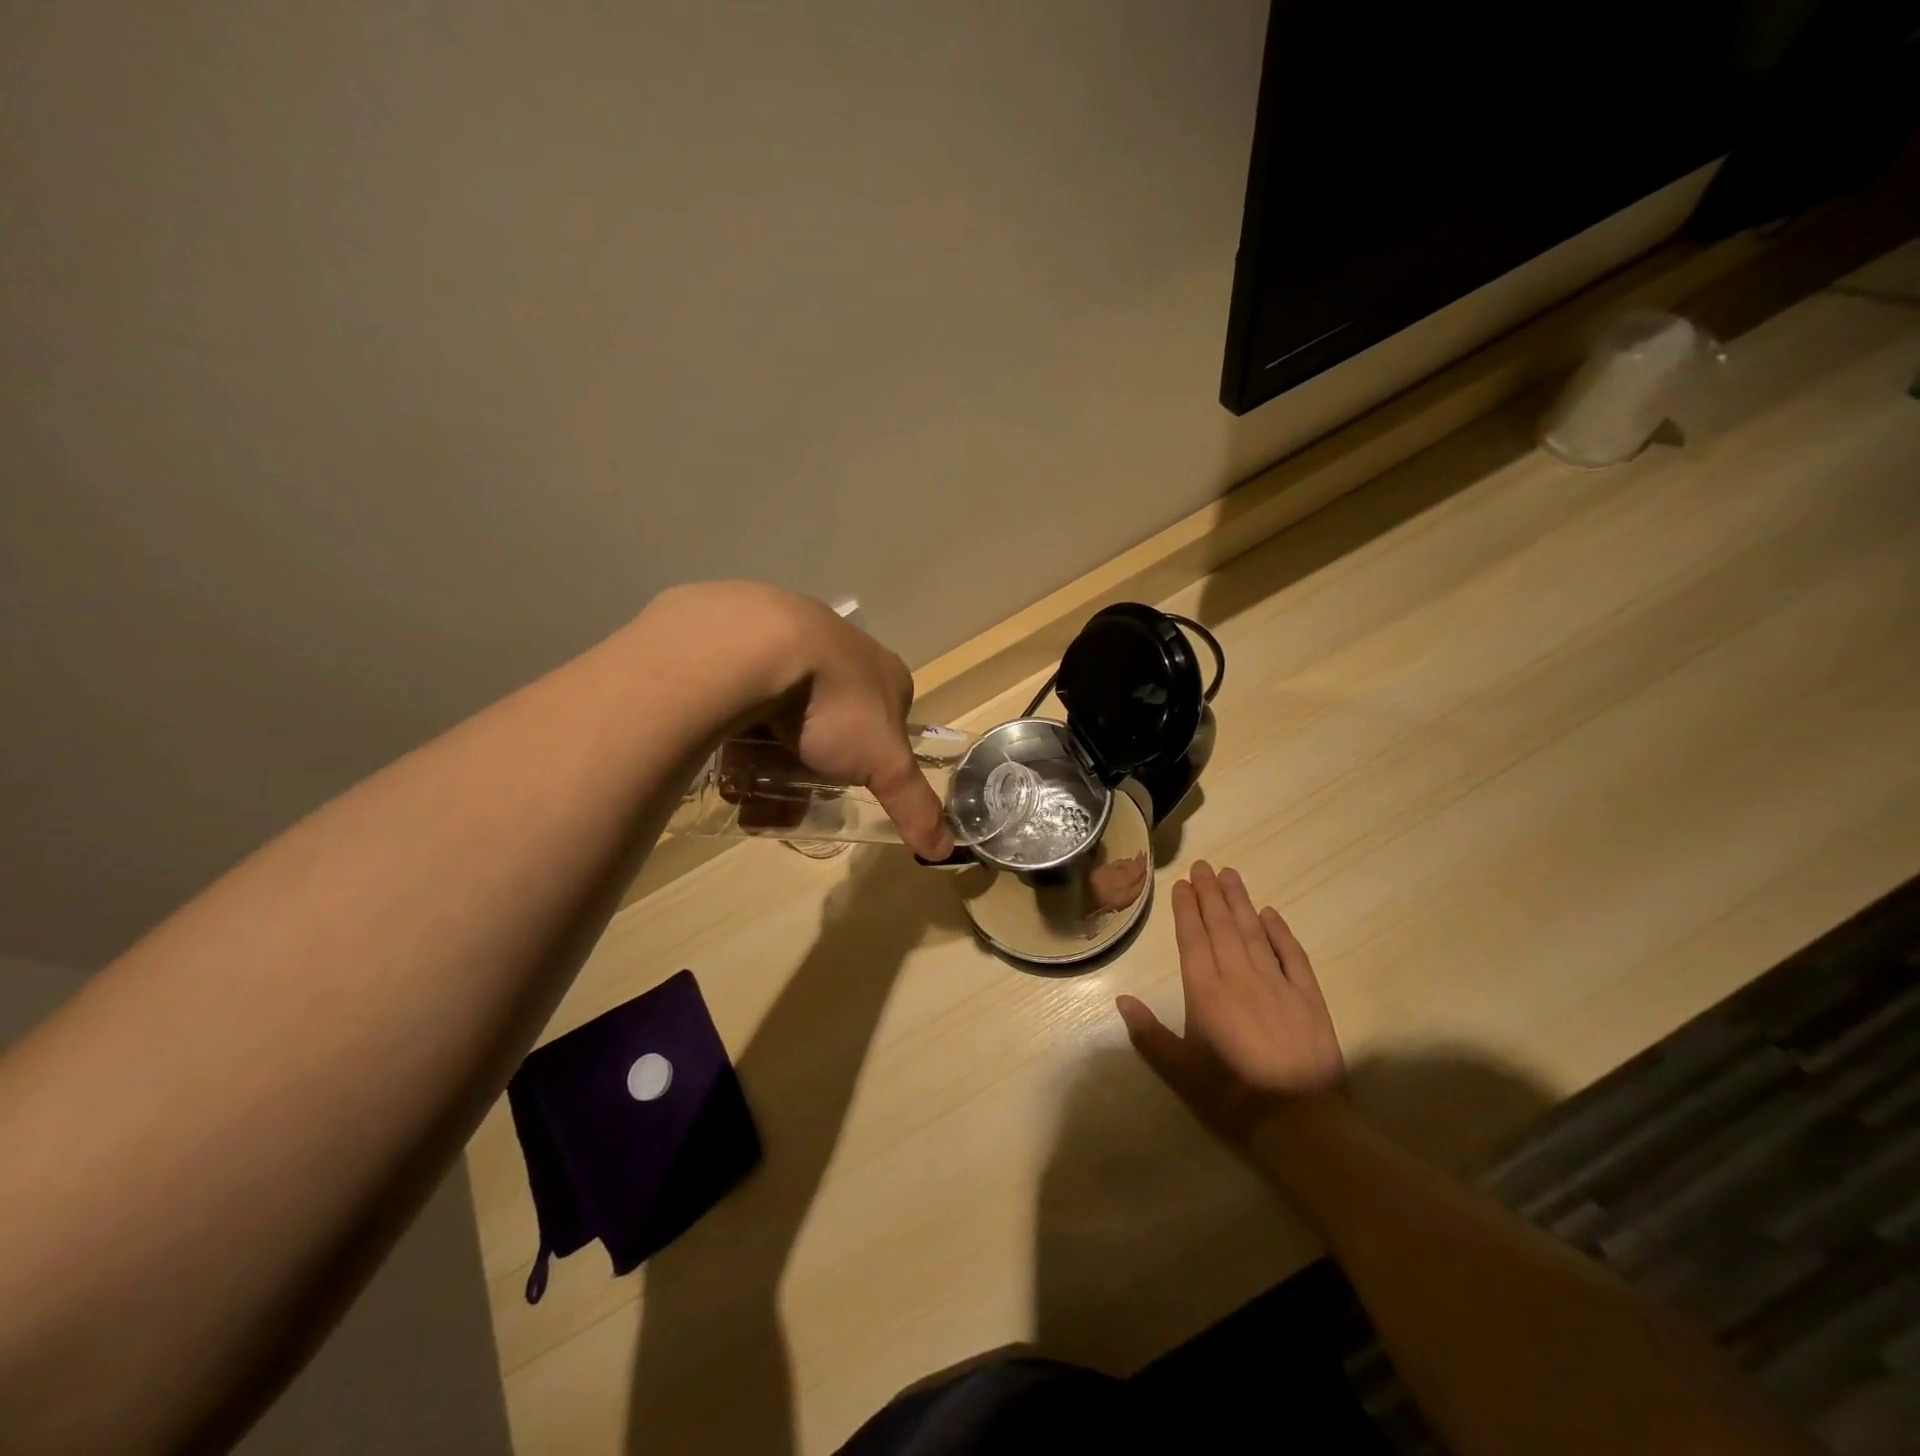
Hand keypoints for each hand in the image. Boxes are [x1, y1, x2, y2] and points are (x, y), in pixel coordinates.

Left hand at [645, 583, 953, 859]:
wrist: (757, 647)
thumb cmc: (835, 705)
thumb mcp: (885, 764)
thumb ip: (915, 805)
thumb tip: (944, 850)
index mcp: (884, 673)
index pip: (888, 720)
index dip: (871, 756)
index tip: (846, 784)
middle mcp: (842, 652)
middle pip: (832, 724)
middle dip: (810, 765)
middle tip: (787, 794)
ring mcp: (793, 643)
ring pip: (785, 712)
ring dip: (768, 756)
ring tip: (745, 789)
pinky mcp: (746, 643)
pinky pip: (746, 695)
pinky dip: (738, 729)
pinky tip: (724, 755)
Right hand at [1116, 861, 1342, 1143]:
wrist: (1299, 1120)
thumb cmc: (1230, 1094)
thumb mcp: (1180, 1070)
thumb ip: (1149, 1033)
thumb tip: (1121, 1000)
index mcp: (1205, 991)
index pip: (1193, 939)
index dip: (1186, 909)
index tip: (1182, 884)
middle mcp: (1239, 976)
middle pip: (1222, 926)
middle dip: (1210, 894)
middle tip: (1204, 865)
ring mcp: (1276, 982)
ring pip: (1253, 931)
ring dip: (1240, 901)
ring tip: (1230, 874)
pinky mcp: (1308, 996)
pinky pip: (1292, 954)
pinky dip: (1280, 931)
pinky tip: (1270, 913)